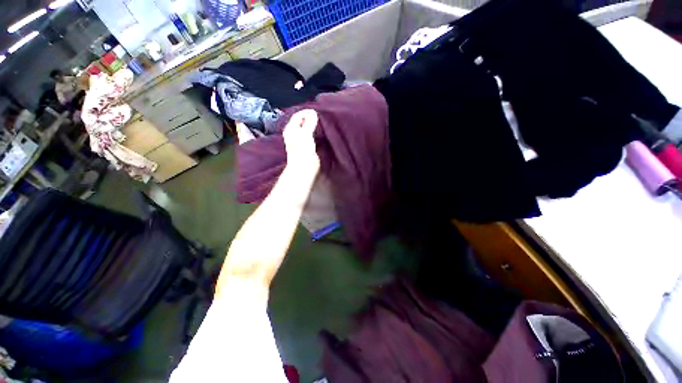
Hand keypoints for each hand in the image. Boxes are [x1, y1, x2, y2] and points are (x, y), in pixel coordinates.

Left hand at [283, 109, 319, 169]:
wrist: (304, 168)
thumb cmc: (302, 151)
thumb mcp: (305, 134)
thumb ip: (309, 122)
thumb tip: (313, 112)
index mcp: (291, 129)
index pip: (298, 115)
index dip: (306, 112)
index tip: (317, 112)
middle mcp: (295, 133)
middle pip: (303, 122)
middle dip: (311, 118)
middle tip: (321, 116)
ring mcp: (301, 140)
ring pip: (308, 129)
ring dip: (314, 126)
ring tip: (323, 123)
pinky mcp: (308, 146)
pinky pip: (312, 136)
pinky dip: (317, 133)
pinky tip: (323, 132)